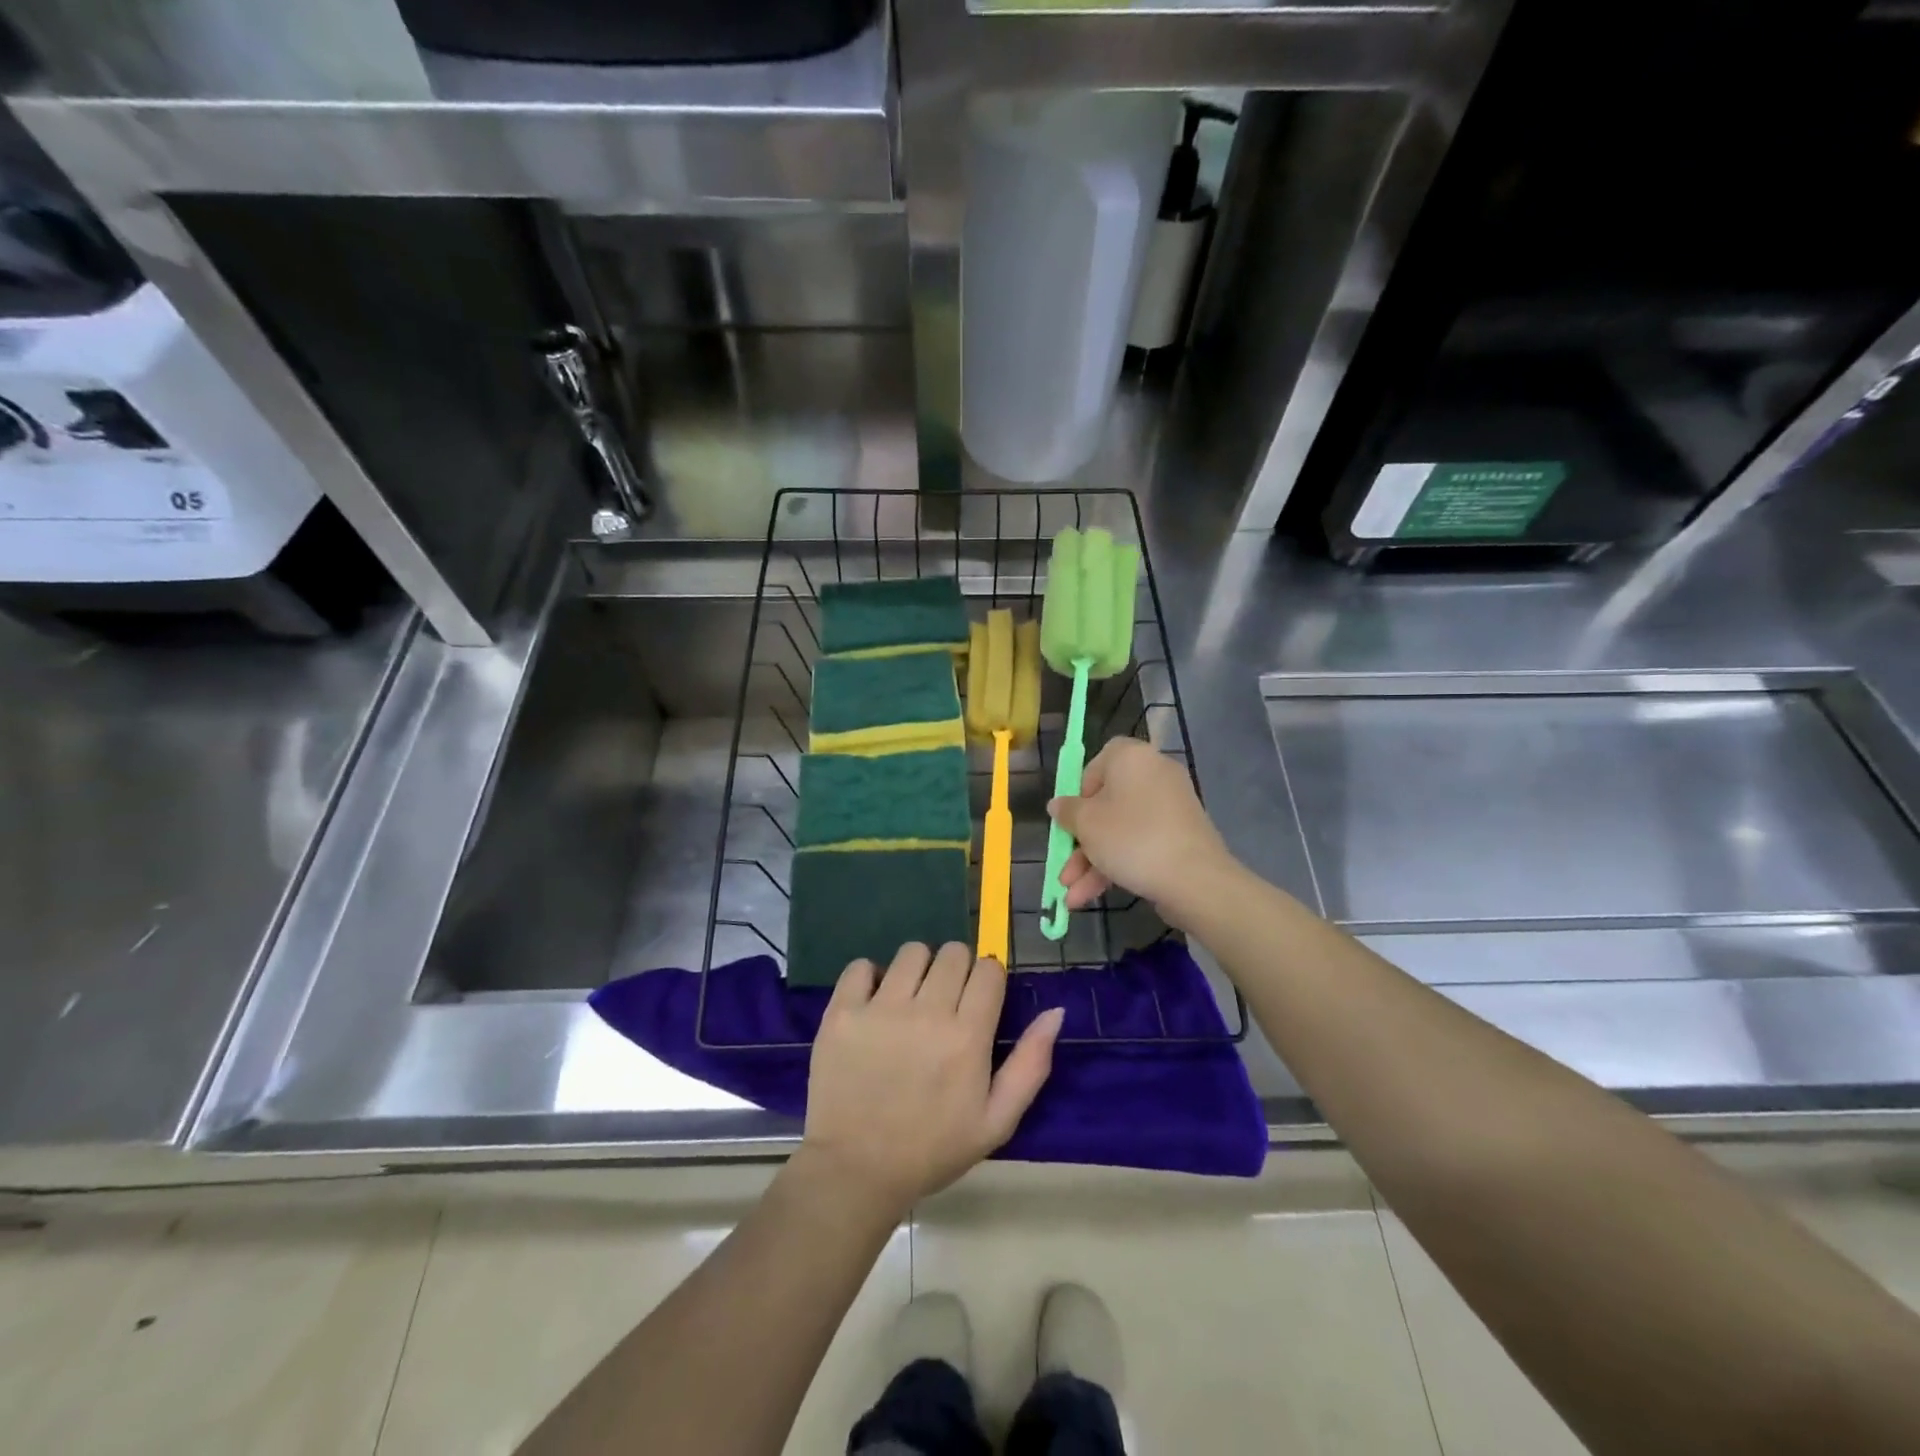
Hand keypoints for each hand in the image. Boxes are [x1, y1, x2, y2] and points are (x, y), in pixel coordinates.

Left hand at [800, 942, 1063, 1215]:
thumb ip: (1031, 1064)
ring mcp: (881, 1009)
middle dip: (957, 970)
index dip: (988, 979)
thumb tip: (1055, 1012)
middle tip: (946, 1002)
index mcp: (967, 1037)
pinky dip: (870, 977)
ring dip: (918, 970)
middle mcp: (927, 1012)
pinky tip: (874, 1003)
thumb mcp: (996, 1121)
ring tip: (910, 1001)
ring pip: (912, 952)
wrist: (855, 1171)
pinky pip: (861, 965)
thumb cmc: (931, 1149)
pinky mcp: (843, 1012)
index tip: (979, 1001)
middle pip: (953, 953)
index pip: (989, 969)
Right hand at [1048, 736, 1234, 928]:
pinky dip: (1117, 864)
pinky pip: (1140, 843)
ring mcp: (1170, 807)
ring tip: (1071, 895)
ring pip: (1120, 830)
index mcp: (1131, 757)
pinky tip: (1090, 897)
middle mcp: (1153, 774)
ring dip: (1092, 862)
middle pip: (1105, 805)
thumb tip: (1059, 805)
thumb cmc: (1131, 838)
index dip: (1078, 793)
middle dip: (1080, 842)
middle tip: (1065, 868)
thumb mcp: (1086, 824)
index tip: (1070, 820)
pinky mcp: (1179, 835)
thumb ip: (1067, 811)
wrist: (1194, 879)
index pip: (1096, 764)